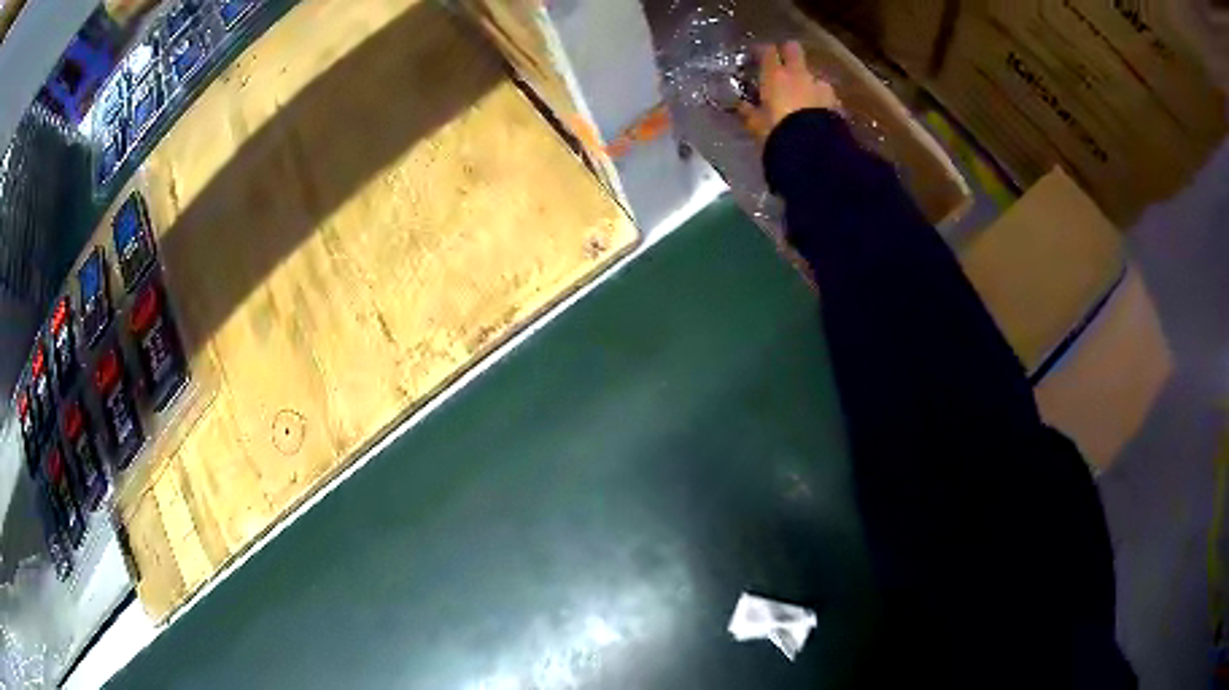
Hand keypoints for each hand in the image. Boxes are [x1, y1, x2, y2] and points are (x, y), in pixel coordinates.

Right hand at [738, 41, 840, 143]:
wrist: (814, 149)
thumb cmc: (778, 132)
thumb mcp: (757, 125)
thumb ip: (750, 112)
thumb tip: (742, 106)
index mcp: (774, 75)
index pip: (767, 51)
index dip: (763, 51)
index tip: (759, 56)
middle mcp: (798, 73)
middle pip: (793, 49)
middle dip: (789, 52)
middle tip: (784, 63)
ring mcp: (819, 85)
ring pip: (813, 73)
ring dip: (808, 80)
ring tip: (804, 95)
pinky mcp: (835, 100)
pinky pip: (825, 94)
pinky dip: (821, 98)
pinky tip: (818, 110)